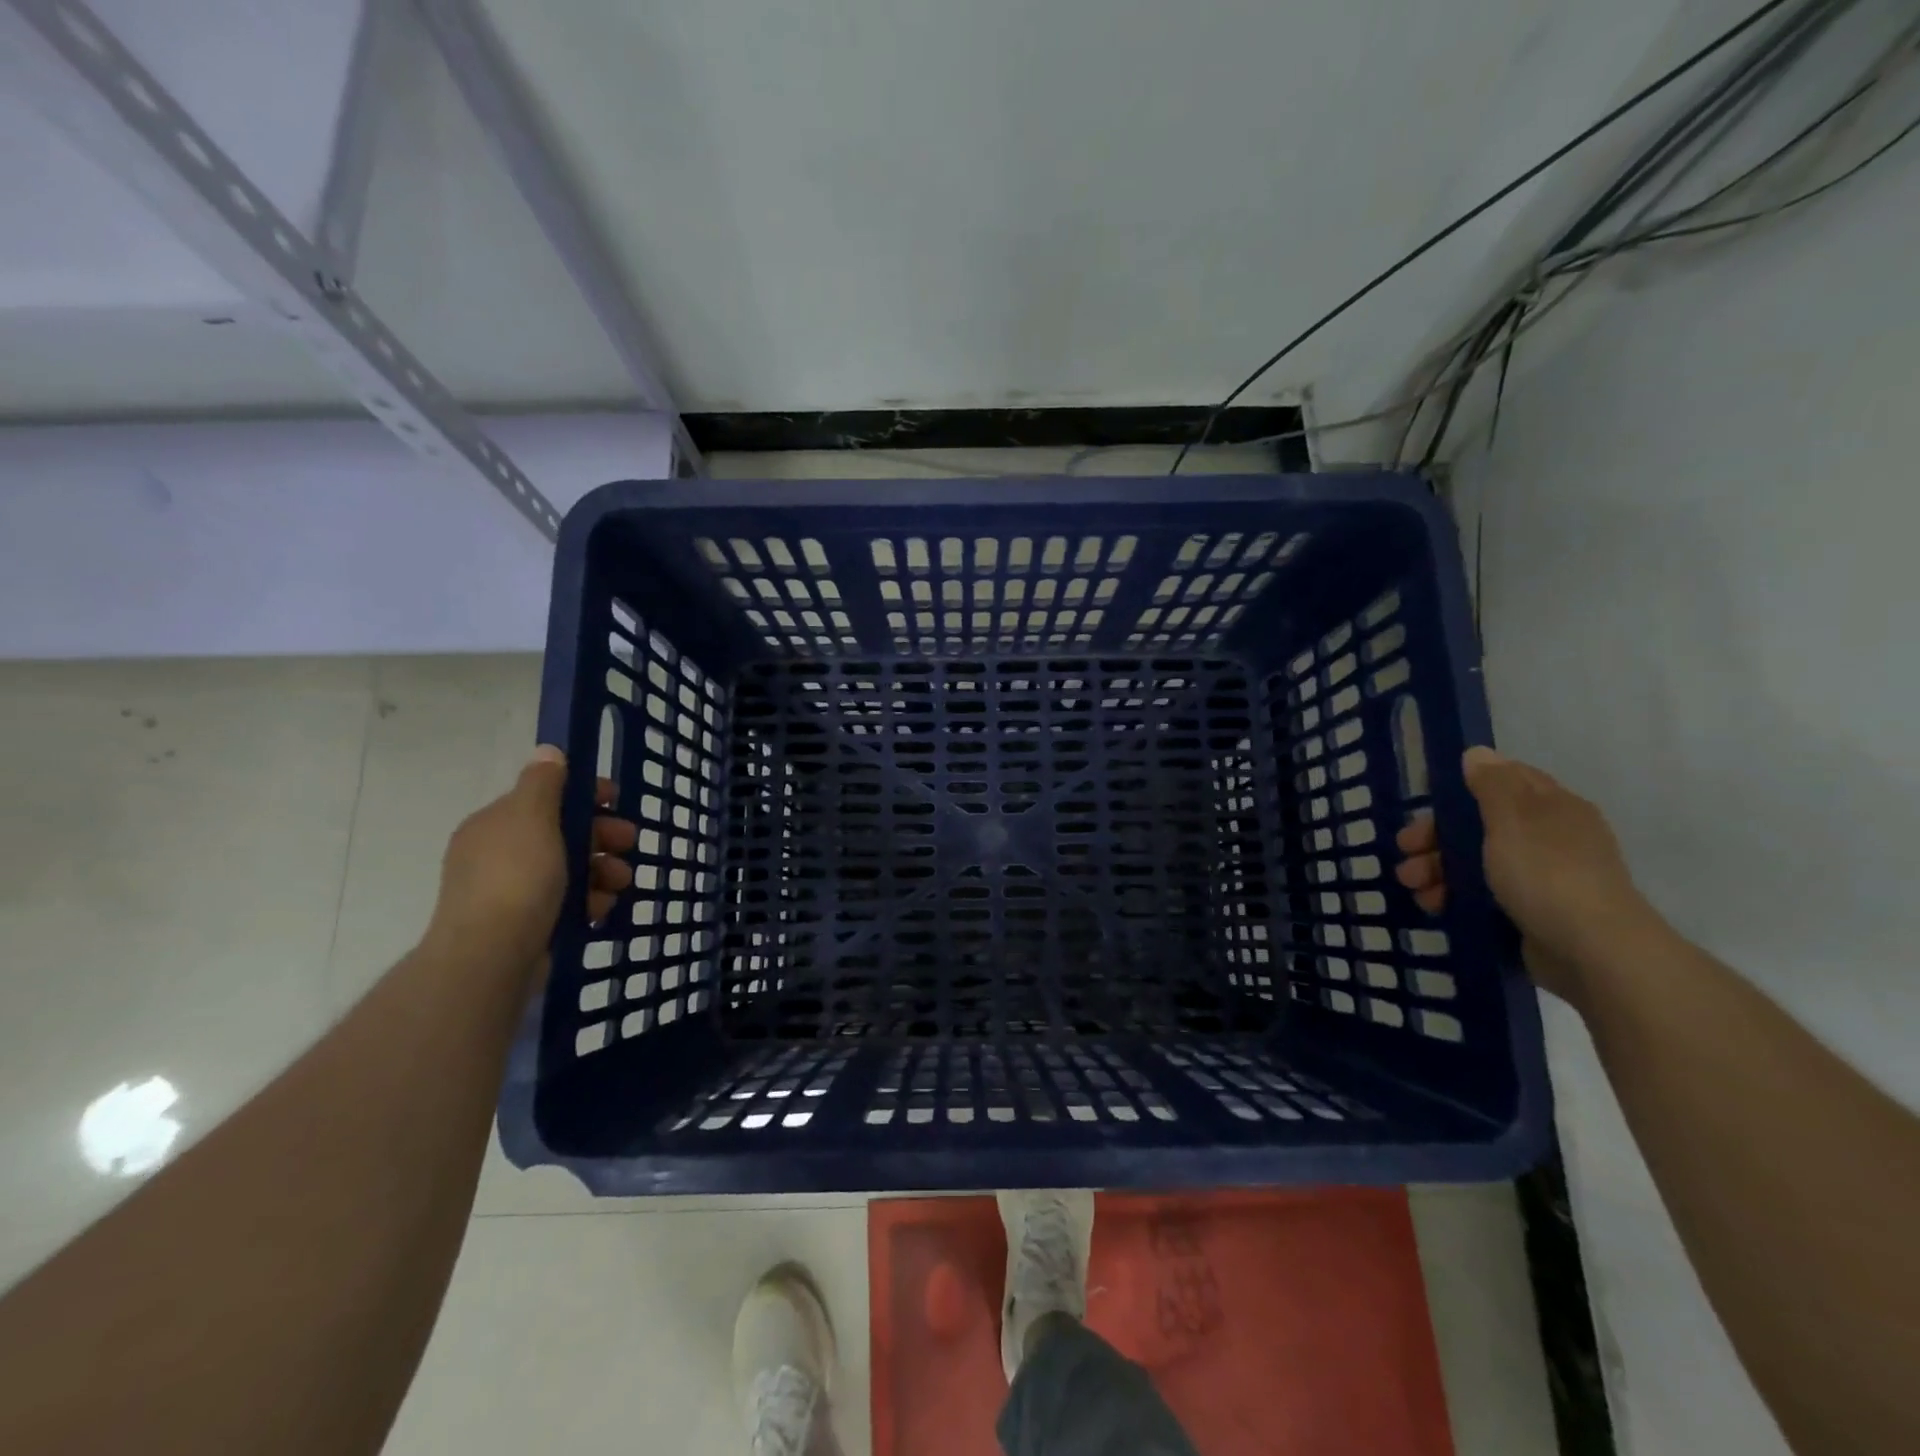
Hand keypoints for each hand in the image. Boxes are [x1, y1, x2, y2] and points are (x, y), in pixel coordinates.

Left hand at [426, 745, 637, 979]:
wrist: (492, 956)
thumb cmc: (516, 877)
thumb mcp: (532, 817)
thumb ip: (544, 782)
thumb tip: (548, 751)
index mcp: (496, 824)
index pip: (545, 796)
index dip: (584, 795)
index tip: (617, 801)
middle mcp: (499, 854)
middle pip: (563, 834)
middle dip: (602, 836)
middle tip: (630, 842)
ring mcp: (511, 892)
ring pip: (570, 870)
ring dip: (603, 870)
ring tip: (623, 884)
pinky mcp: (526, 925)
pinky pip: (567, 902)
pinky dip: (589, 901)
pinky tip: (601, 908)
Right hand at [1395, 746, 1656, 1004]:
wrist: (1594, 953)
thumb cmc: (1547, 874)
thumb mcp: (1512, 820)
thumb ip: (1492, 784)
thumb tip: (1478, 753)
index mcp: (1552, 808)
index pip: (1504, 781)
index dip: (1462, 787)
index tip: (1426, 802)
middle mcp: (1550, 837)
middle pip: (1481, 824)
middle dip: (1437, 836)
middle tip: (1405, 850)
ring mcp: (1542, 877)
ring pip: (1477, 862)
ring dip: (1438, 869)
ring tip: (1412, 886)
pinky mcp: (1532, 913)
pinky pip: (1483, 895)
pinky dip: (1455, 896)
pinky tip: (1434, 905)